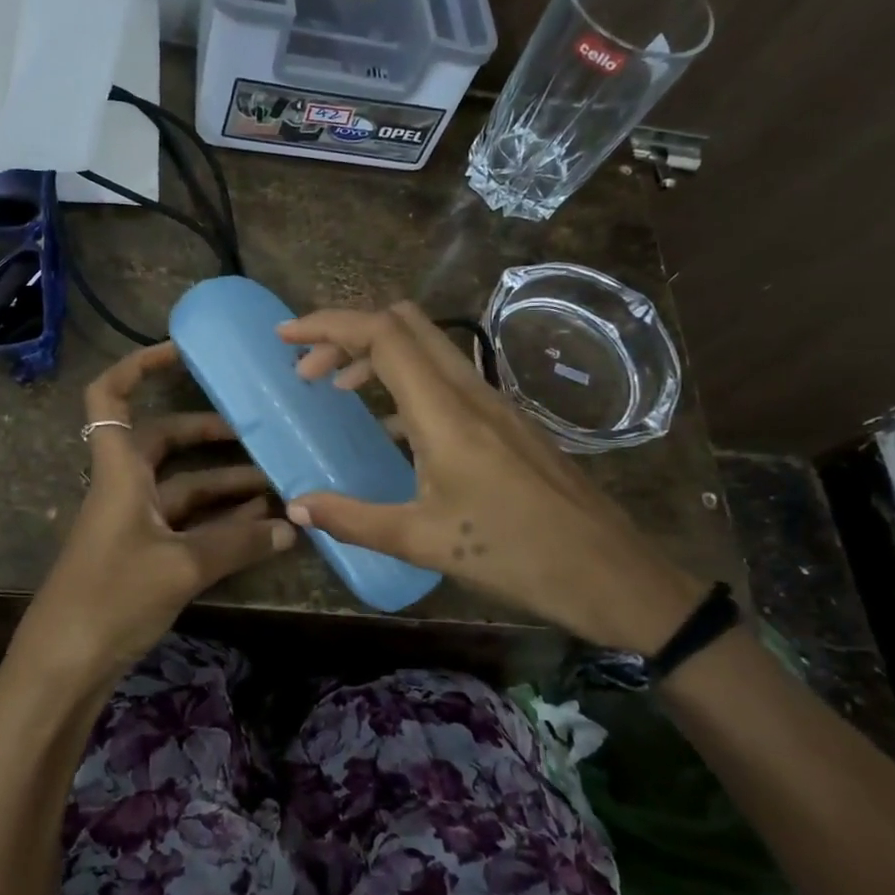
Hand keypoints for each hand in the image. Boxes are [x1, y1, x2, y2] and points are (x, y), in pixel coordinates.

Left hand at [11, 341, 296, 692]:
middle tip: (256, 433)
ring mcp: (131, 524)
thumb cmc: (111, 598)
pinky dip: (217, 523)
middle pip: (162, 443)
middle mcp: (123, 488)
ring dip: (222, 486)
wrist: (63, 668)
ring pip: (181, 489)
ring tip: (275, 485)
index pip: (111, 397)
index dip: (139, 366)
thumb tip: (292, 527)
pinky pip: (184, 525)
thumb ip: (237, 545)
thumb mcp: (180, 567)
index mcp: (118, 471)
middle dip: (207, 435)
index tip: (183, 353)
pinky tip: (257, 528)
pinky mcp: (140, 557)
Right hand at [278, 302, 703, 653]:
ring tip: (338, 391)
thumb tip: (297, 507)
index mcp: (444, 411)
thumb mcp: (422, 540)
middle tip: (310, 371)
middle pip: (404, 323)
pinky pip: (445, 377)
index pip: (381, 334)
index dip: (328, 325)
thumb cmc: (513, 555)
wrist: (610, 572)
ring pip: (427, 347)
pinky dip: (405, 381)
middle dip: (348, 333)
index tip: (285, 338)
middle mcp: (469, 391)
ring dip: (376, 355)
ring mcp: (493, 401)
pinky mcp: (507, 420)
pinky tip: (391, 428)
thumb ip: (352, 519)